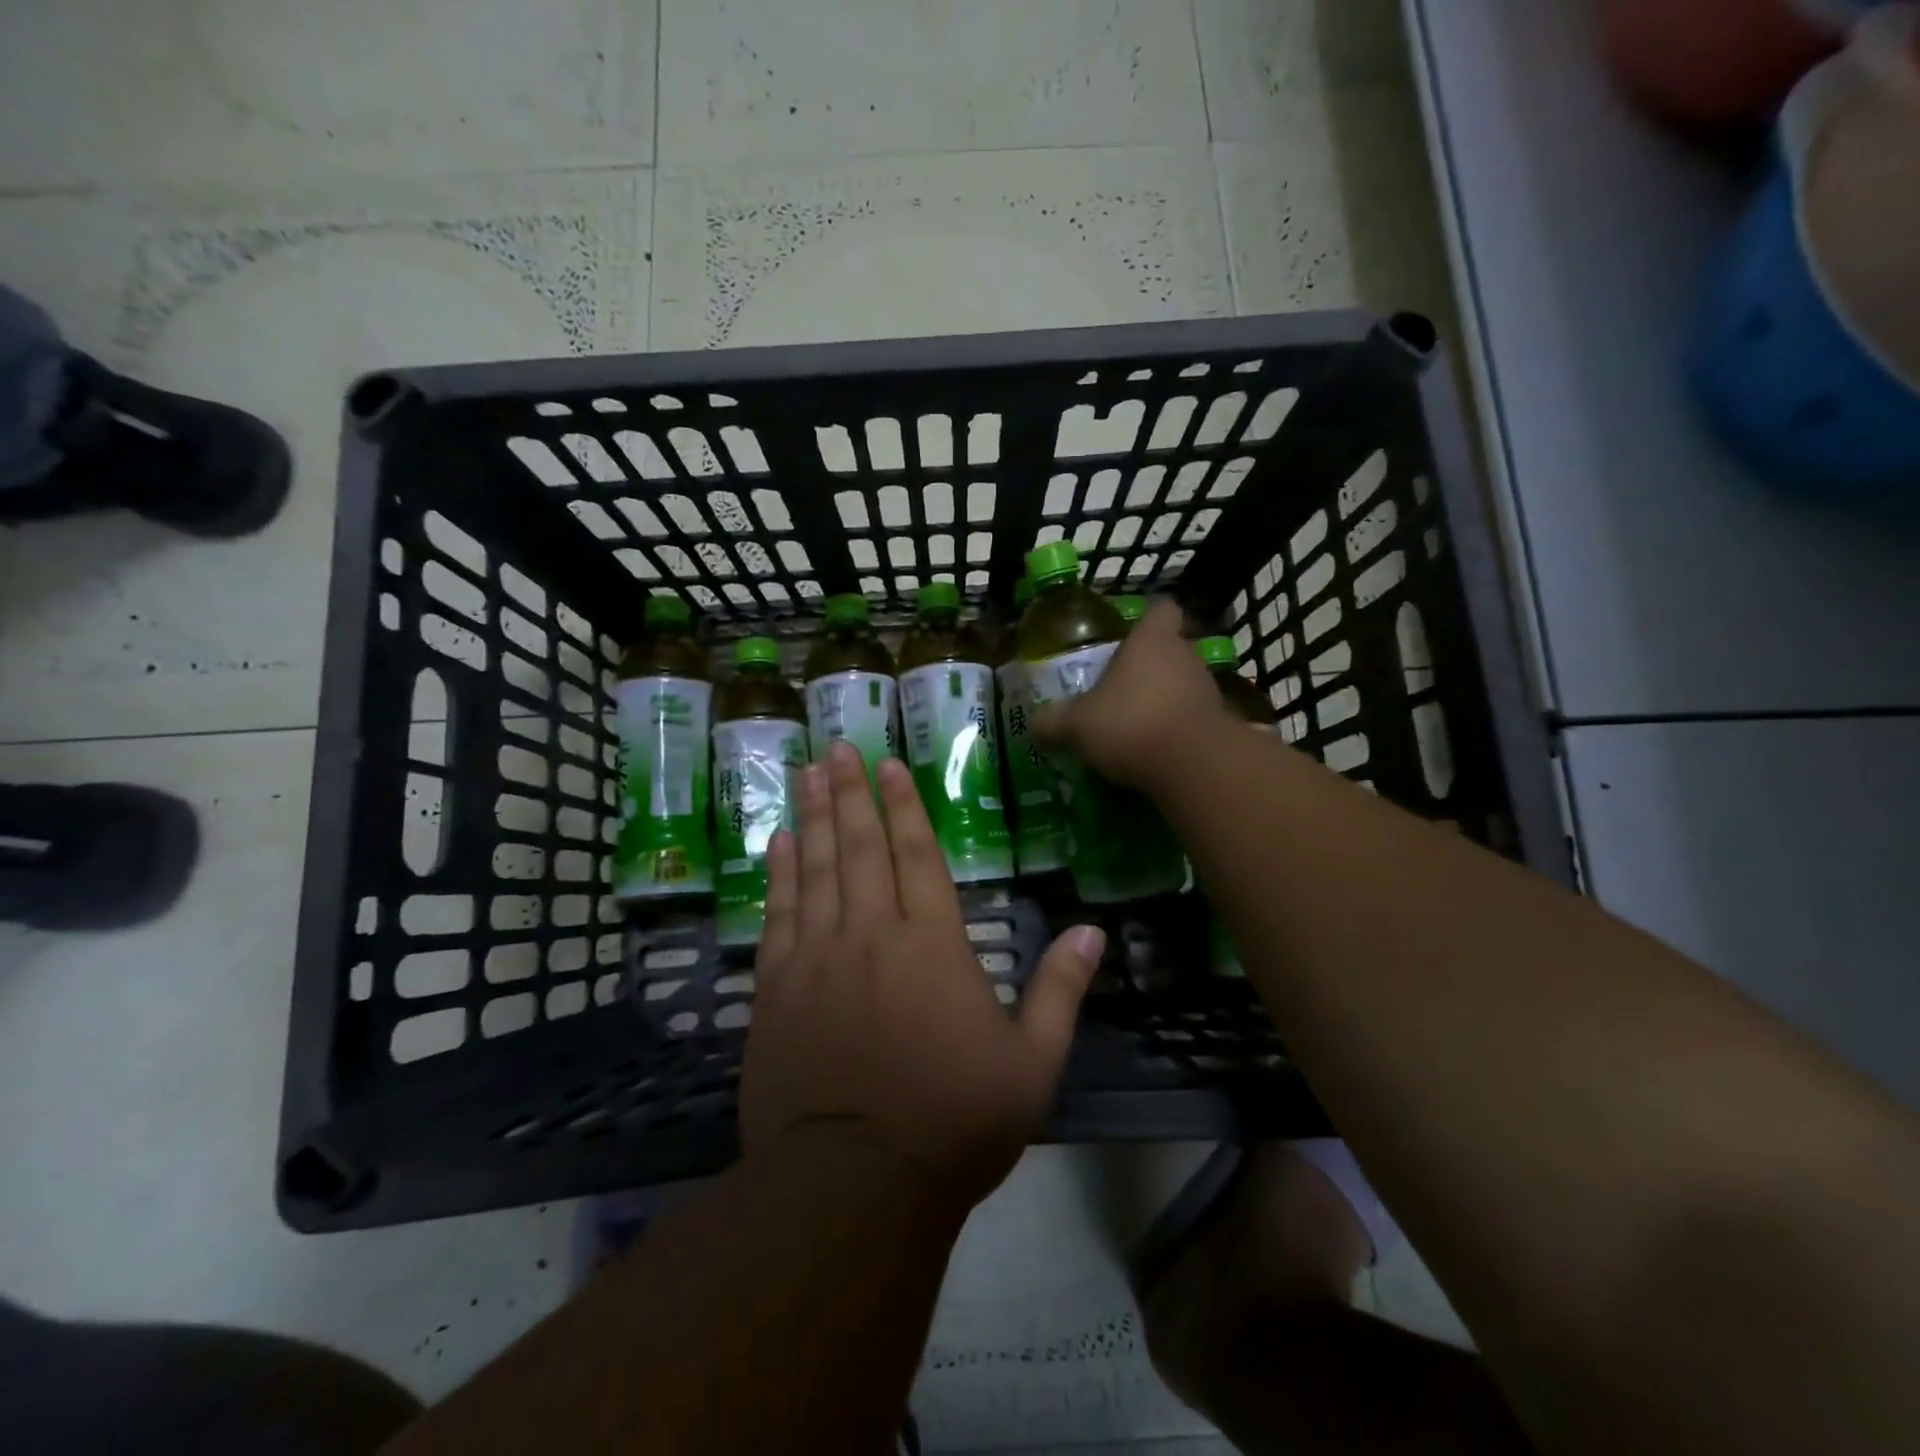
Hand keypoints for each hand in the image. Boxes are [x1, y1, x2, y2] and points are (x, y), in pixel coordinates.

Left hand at [741, 739, 1106, 1208]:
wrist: (854, 1185)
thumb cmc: (953, 1122)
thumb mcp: (1031, 1064)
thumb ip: (1060, 991)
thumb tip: (1092, 931)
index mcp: (933, 945)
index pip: (918, 855)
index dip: (904, 805)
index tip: (888, 765)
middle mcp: (872, 934)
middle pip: (861, 847)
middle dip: (850, 793)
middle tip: (837, 747)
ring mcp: (818, 958)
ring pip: (816, 869)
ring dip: (812, 817)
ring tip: (805, 773)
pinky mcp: (777, 989)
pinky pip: (779, 914)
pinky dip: (779, 874)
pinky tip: (778, 843)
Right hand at [1030, 599, 1226, 791]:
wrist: (1194, 766)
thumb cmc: (1131, 724)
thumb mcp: (1077, 725)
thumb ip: (1053, 722)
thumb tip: (1035, 724)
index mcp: (1151, 641)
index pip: (1160, 609)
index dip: (1147, 618)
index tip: (1128, 635)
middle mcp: (1184, 656)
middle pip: (1169, 649)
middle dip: (1147, 667)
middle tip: (1118, 689)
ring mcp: (1207, 690)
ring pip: (1182, 684)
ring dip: (1162, 699)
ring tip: (1134, 724)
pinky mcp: (1220, 724)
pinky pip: (1192, 717)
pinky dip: (1176, 728)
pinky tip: (1154, 750)